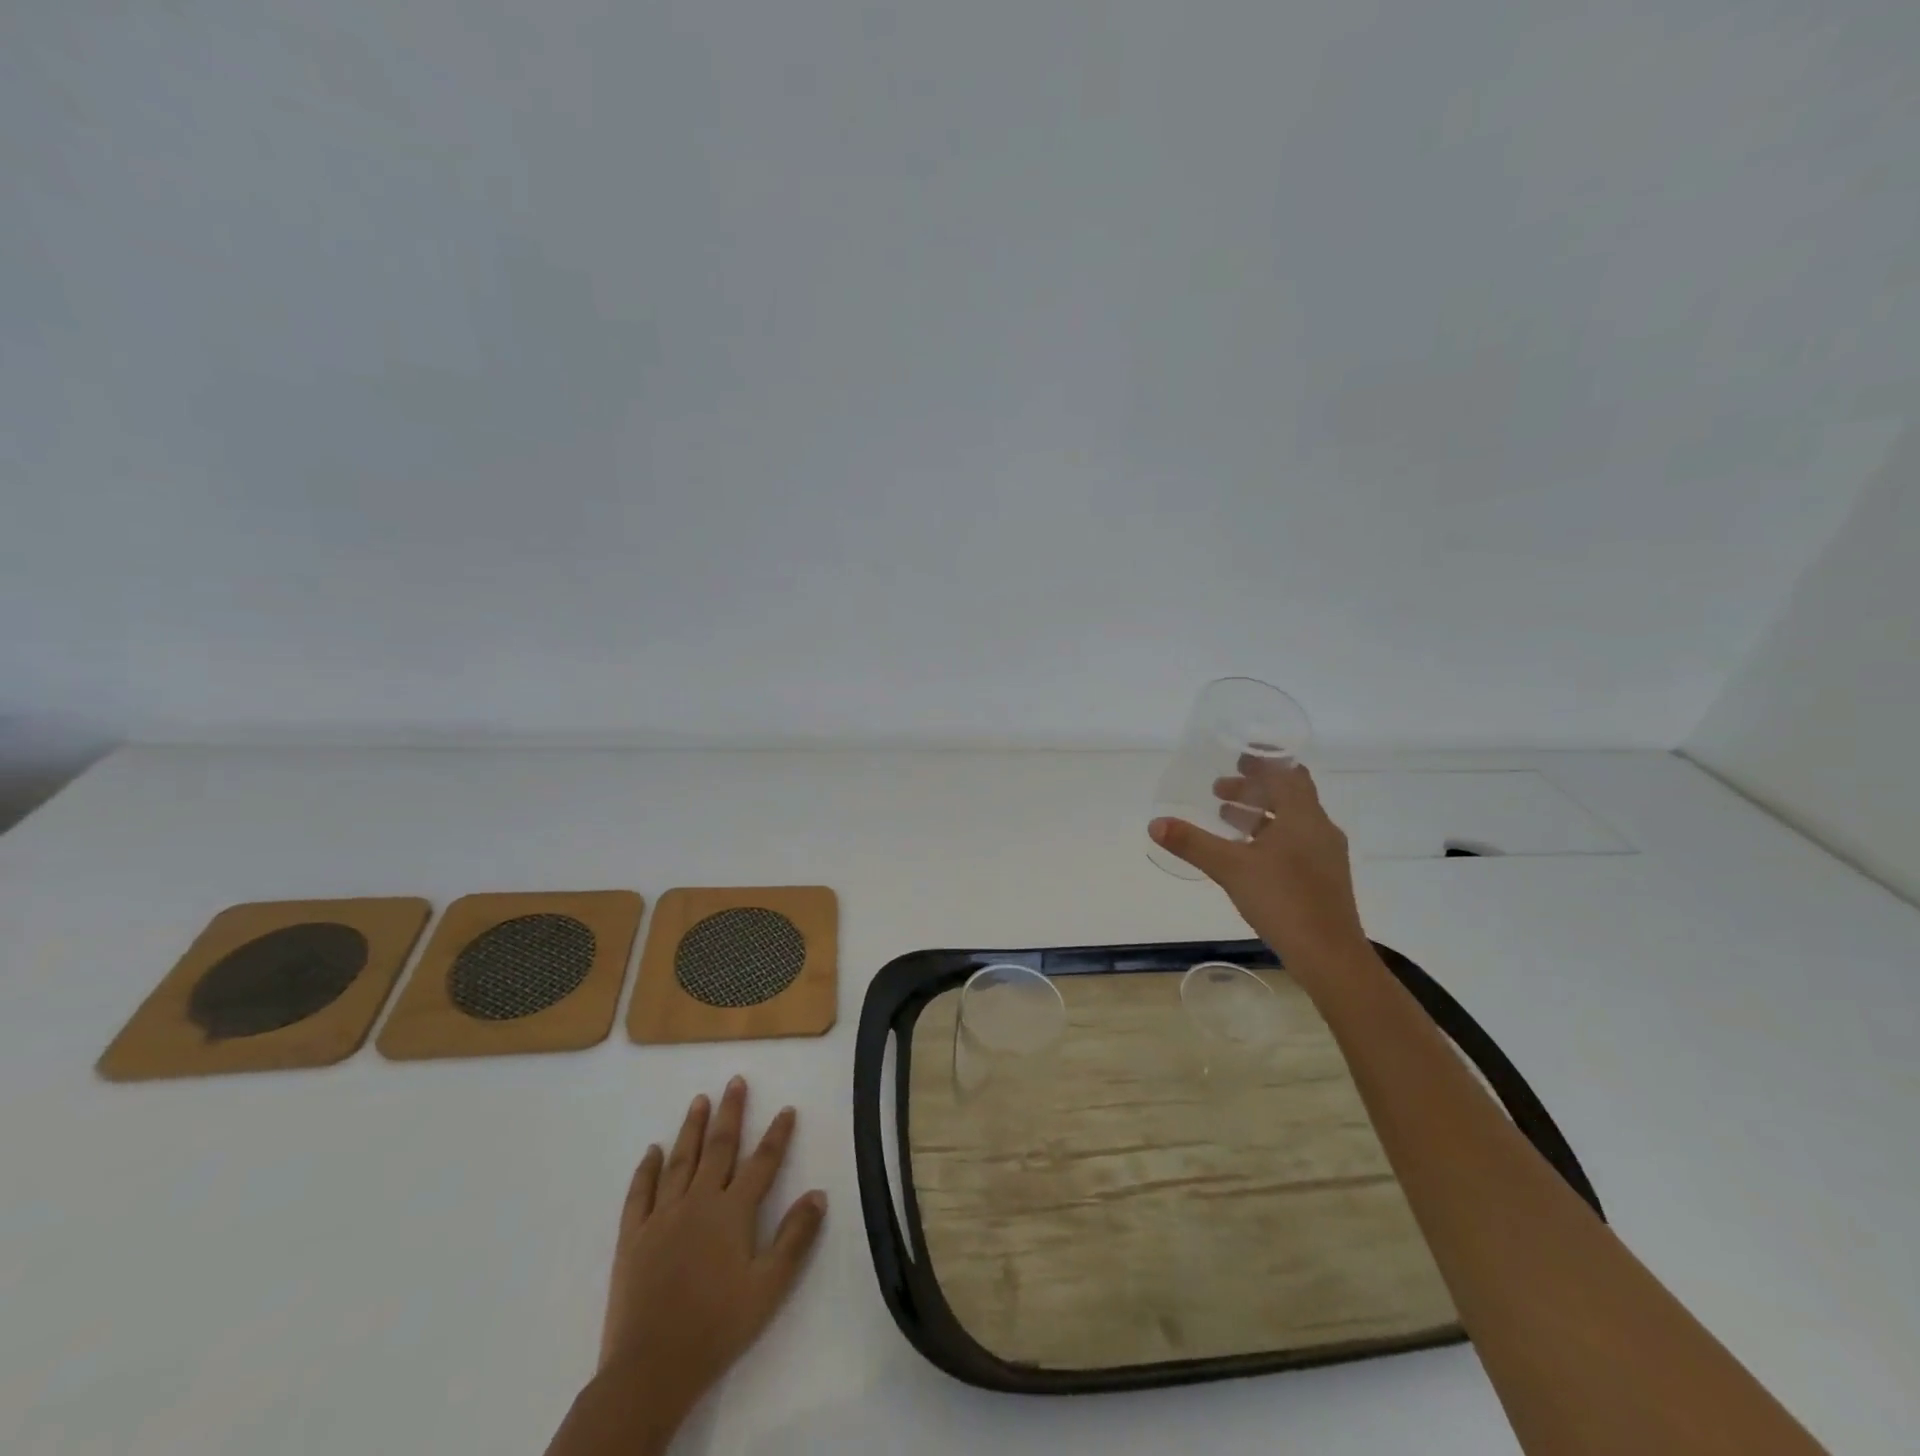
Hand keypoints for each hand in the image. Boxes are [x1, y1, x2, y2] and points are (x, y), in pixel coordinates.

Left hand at [597, 1078, 826, 1425]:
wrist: (651, 1368)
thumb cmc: (717, 1326)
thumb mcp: (769, 1287)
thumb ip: (795, 1238)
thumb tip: (818, 1194)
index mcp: (733, 1212)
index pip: (762, 1163)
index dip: (777, 1135)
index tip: (787, 1108)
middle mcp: (699, 1201)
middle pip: (719, 1148)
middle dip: (730, 1113)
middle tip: (735, 1081)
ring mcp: (663, 1216)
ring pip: (680, 1160)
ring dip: (692, 1128)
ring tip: (699, 1100)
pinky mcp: (634, 1235)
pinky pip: (641, 1192)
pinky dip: (646, 1169)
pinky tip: (652, 1150)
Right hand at [1149, 756, 1367, 967]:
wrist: (1330, 956)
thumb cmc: (1283, 900)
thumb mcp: (1230, 868)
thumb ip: (1193, 843)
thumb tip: (1155, 823)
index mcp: (1303, 816)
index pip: (1287, 773)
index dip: (1263, 761)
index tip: (1237, 758)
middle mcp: (1319, 829)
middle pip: (1287, 795)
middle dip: (1254, 789)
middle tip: (1219, 789)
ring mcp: (1325, 855)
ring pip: (1291, 821)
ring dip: (1260, 814)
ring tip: (1225, 818)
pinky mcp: (1324, 878)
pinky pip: (1294, 842)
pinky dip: (1269, 836)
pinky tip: (1248, 855)